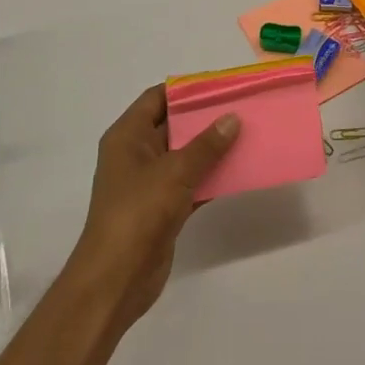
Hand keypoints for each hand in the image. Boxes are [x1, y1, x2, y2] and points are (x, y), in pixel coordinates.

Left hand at [68, 85, 239, 332]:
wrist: (116, 280)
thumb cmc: (138, 213)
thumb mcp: (175, 171)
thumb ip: (206, 145)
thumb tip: (232, 118)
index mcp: (127, 136)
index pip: (157, 98)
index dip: (187, 89)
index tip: (222, 85)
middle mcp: (136, 154)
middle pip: (174, 125)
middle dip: (206, 118)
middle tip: (242, 108)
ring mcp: (149, 183)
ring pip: (185, 155)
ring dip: (213, 149)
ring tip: (249, 135)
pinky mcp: (163, 209)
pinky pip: (192, 183)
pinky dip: (212, 177)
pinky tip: (241, 171)